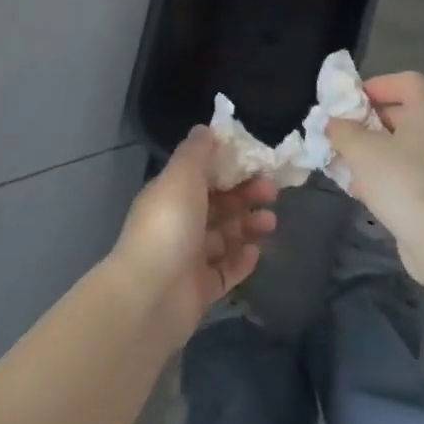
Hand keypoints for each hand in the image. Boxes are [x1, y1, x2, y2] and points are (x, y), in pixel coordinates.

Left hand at [110, 128, 277, 345]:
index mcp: (170, 197)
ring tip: (270, 223)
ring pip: (225, 238)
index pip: (204, 178)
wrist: (151, 295)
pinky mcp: (201, 289)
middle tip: (272, 193)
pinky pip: (226, 270)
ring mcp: (189, 260)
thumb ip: (196, 152)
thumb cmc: (169, 228)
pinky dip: (242, 260)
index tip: (259, 164)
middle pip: (218, 206)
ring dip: (249, 226)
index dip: (231, 169)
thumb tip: (206, 129)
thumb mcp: (181, 177)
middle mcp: (179, 226)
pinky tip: (256, 253)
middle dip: (246, 197)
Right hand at [325, 72, 423, 243]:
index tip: (350, 103)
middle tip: (340, 134)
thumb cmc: (399, 179)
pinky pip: (405, 171)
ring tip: (343, 162)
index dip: (378, 85)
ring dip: (372, 151)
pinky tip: (359, 190)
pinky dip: (383, 174)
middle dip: (367, 122)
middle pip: (402, 113)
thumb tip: (334, 123)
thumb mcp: (361, 149)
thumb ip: (342, 131)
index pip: (408, 81)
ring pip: (401, 146)